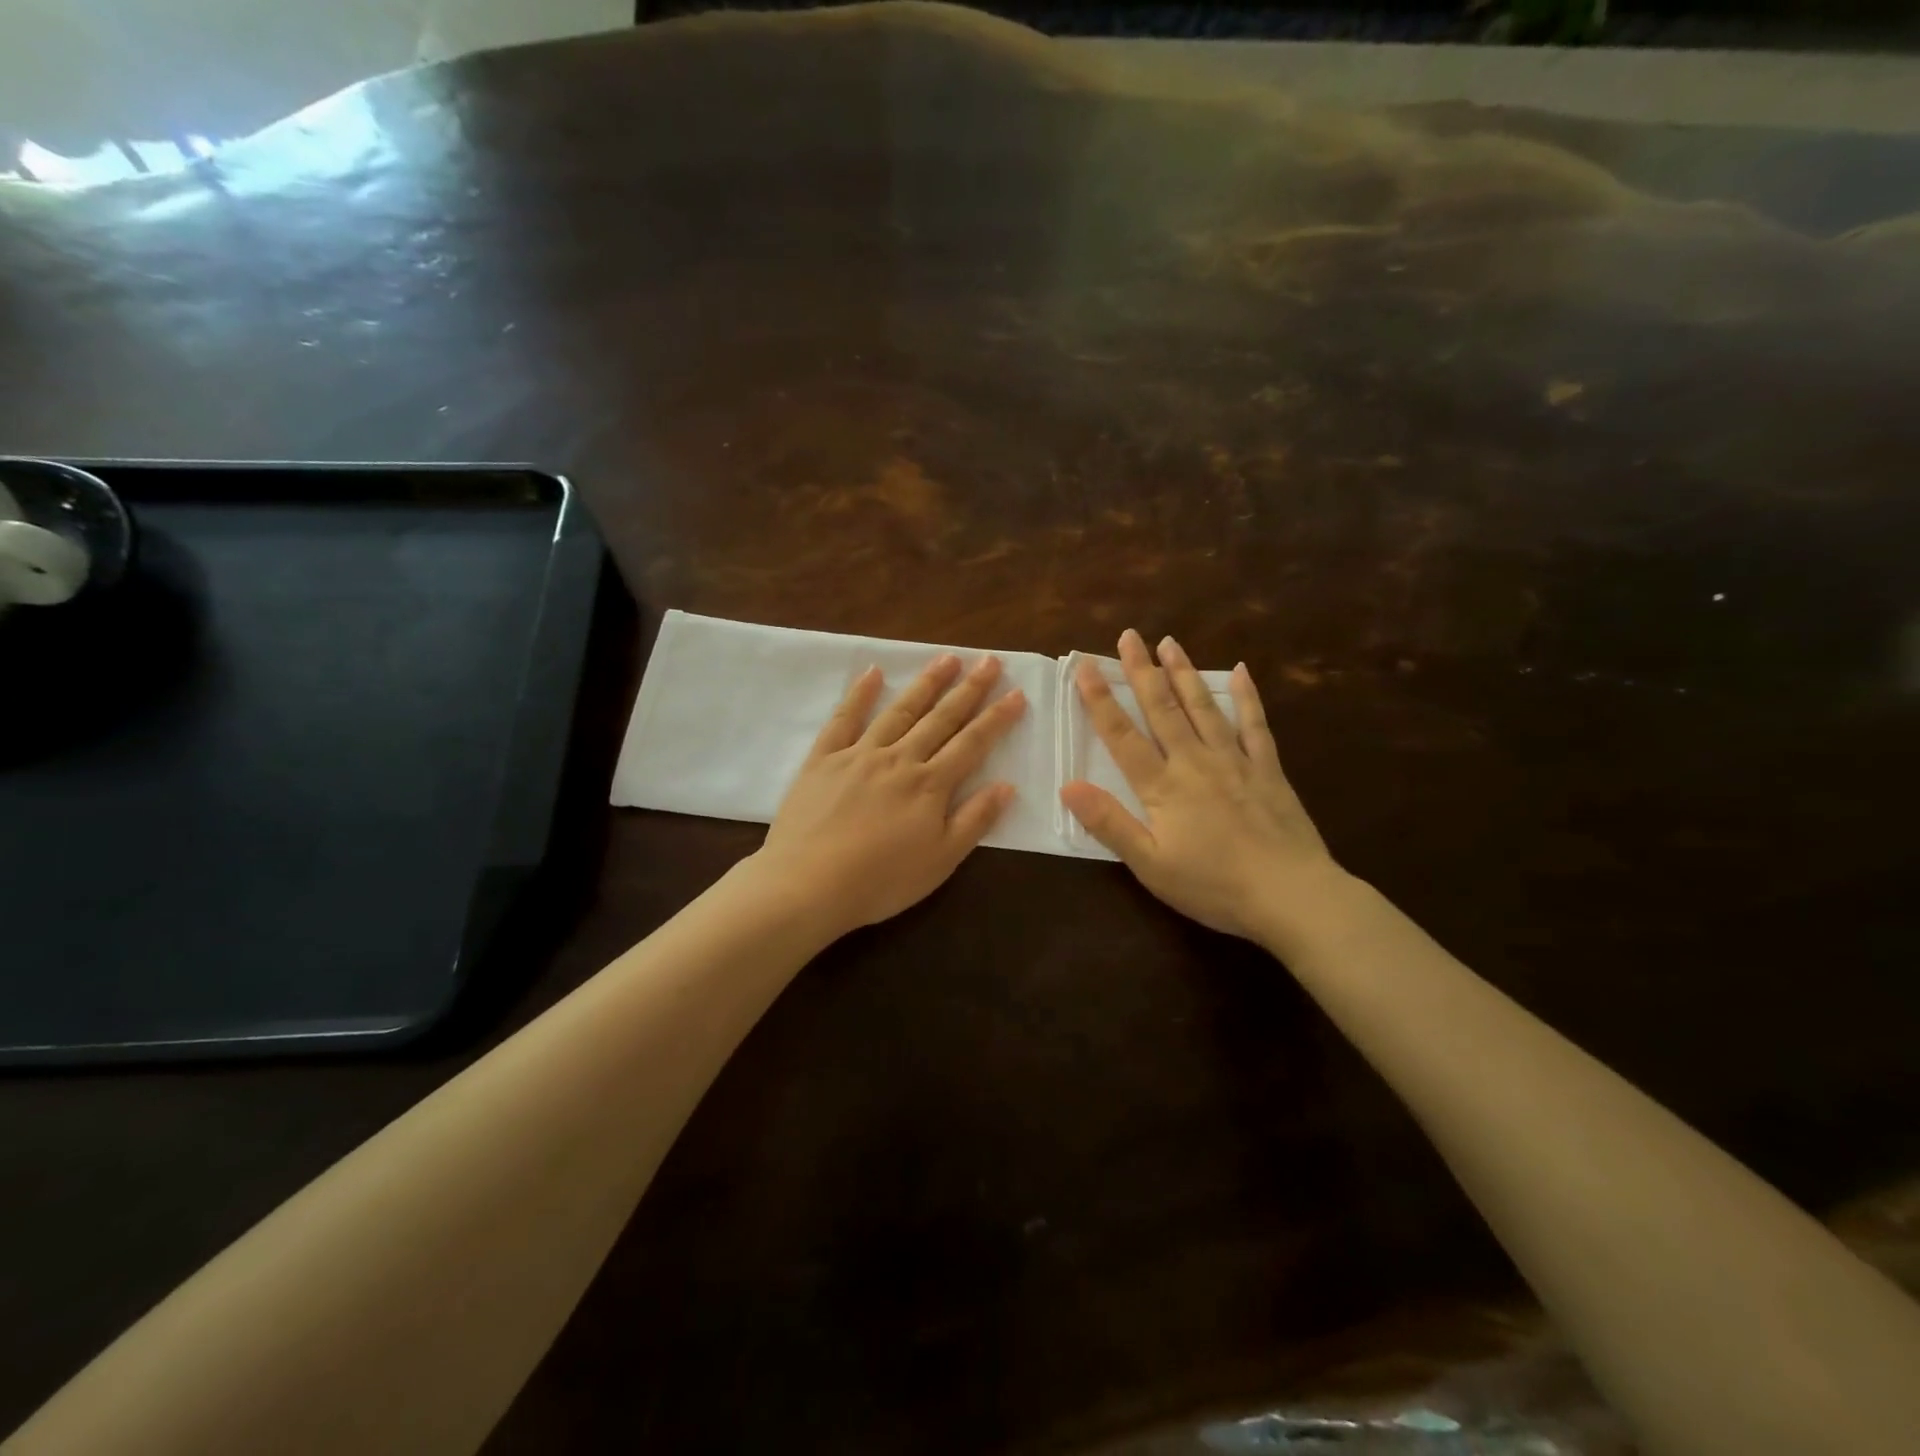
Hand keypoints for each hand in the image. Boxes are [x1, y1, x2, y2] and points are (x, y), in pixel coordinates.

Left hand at [753, 653, 1026, 935]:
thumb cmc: (881, 881)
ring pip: (899, 711)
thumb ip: (974, 820)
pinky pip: (844, 719)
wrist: (808, 885)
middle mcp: (899, 759)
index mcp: (930, 785)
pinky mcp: (824, 759)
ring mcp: (859, 755)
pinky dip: (859, 694)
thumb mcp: (941, 861)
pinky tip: (873, 672)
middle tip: (989, 660)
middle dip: (969, 689)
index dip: (997, 718)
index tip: (1017, 692)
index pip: (972, 744)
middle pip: (940, 718)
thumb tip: (1006, 785)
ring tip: (947, 658)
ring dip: (926, 683)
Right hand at [1059, 628, 1344, 945]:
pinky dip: (1246, 697)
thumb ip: (1109, 823)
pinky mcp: (1267, 769)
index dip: (1100, 700)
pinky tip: (1240, 672)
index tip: (1085, 666)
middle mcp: (1195, 762)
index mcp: (1162, 786)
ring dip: (1184, 672)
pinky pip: (1254, 725)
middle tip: (1129, 635)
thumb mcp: (1150, 865)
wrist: (1291, 895)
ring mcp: (1235, 761)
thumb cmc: (1213, 885)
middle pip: (1162, 709)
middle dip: (1141, 671)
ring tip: (1169, 642)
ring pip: (1203, 707)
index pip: (1122, 735)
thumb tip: (1068, 785)